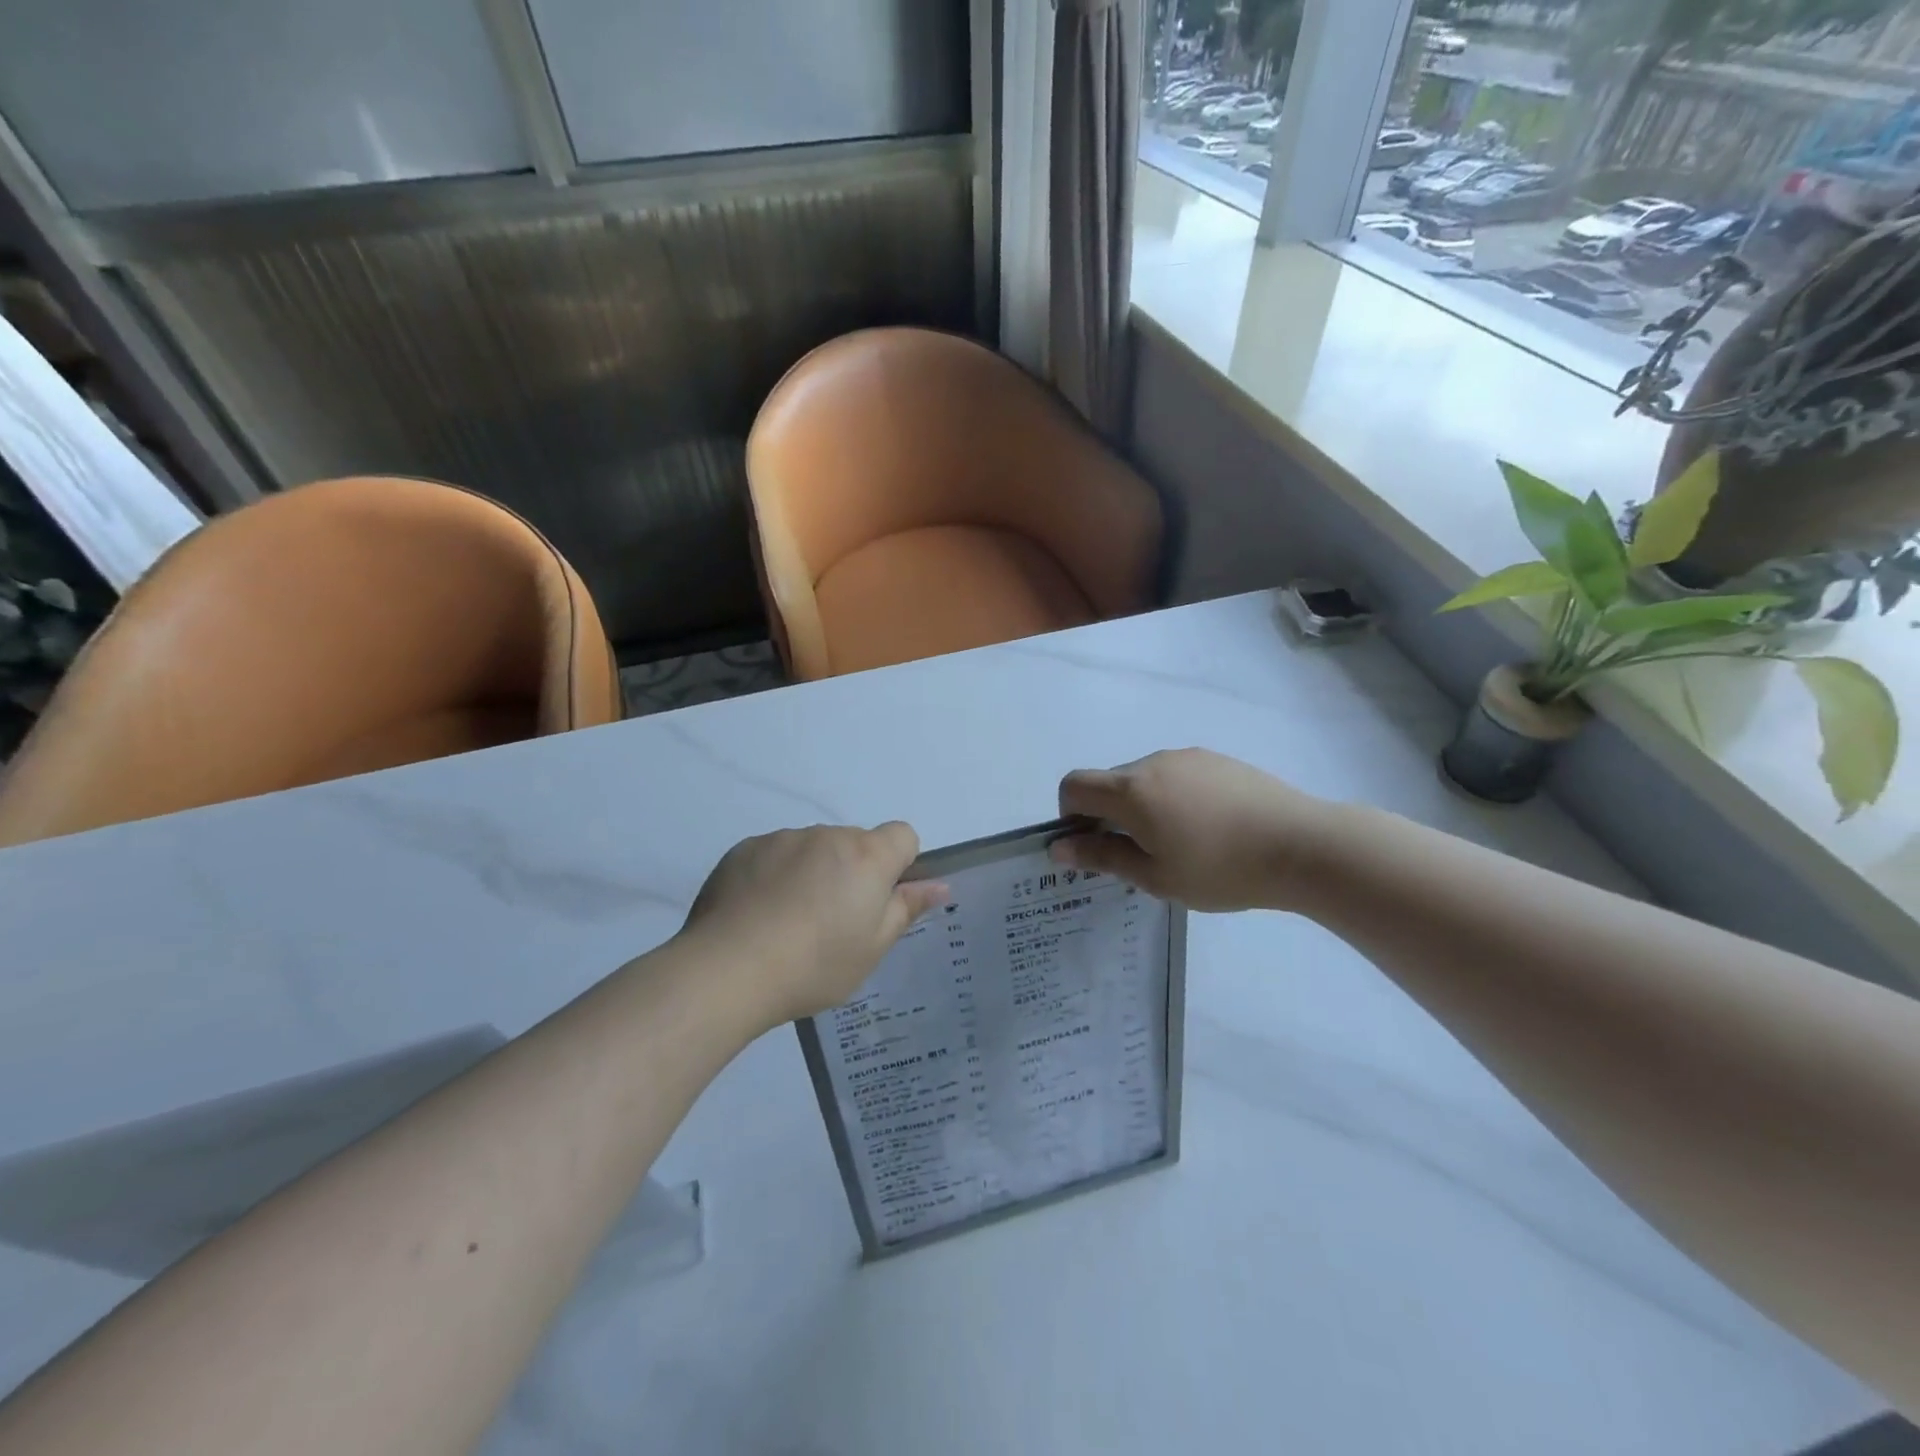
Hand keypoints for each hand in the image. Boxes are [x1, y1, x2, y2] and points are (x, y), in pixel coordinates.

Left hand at [681, 824, 947, 1023]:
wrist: (727, 971)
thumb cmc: (815, 965)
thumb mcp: (872, 948)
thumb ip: (907, 908)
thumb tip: (939, 885)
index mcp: (867, 856)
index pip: (902, 835)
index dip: (899, 864)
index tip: (878, 900)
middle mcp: (828, 836)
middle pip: (855, 843)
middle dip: (852, 871)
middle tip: (832, 922)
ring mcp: (783, 838)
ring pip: (813, 848)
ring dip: (813, 871)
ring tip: (787, 921)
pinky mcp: (744, 848)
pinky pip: (774, 853)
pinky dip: (775, 874)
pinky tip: (758, 914)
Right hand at [1052, 748, 1340, 911]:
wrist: (1302, 845)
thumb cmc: (1221, 869)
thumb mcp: (1155, 876)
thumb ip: (1102, 857)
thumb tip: (1058, 848)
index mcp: (1131, 790)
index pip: (1074, 785)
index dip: (1070, 814)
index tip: (1097, 844)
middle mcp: (1153, 762)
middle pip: (1110, 782)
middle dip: (1111, 814)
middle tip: (1144, 856)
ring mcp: (1188, 757)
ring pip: (1145, 779)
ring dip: (1145, 806)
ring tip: (1185, 844)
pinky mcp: (1217, 759)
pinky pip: (1177, 774)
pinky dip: (1175, 797)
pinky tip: (1211, 827)